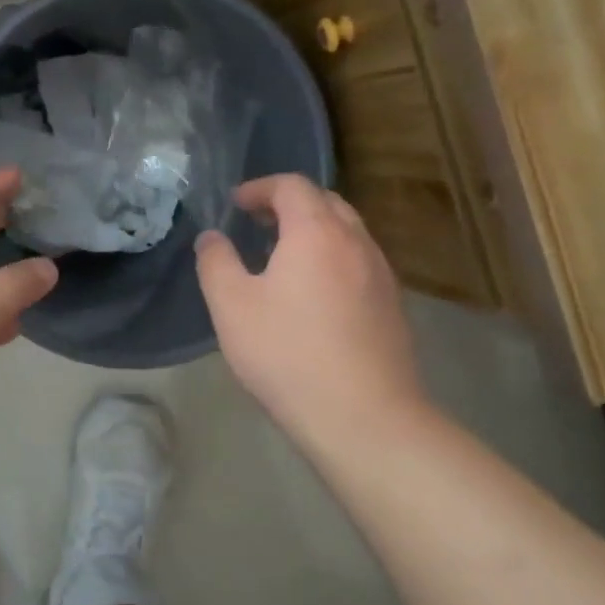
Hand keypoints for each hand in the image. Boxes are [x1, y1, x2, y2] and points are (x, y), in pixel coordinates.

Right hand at [195, 175, 431, 444]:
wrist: (365, 418)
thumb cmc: (288, 353)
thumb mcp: (231, 306)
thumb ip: (215, 262)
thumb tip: (211, 237)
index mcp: (316, 232)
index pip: (292, 186)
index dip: (260, 187)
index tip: (235, 205)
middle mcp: (356, 243)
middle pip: (325, 202)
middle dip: (288, 204)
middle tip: (257, 223)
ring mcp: (381, 274)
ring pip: (347, 232)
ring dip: (313, 230)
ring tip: (281, 258)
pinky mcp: (393, 306)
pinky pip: (359, 261)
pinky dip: (332, 257)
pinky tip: (312, 294)